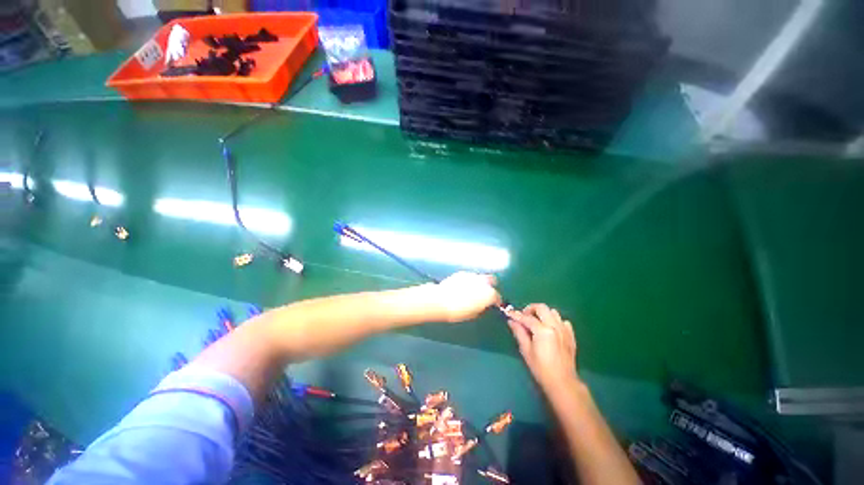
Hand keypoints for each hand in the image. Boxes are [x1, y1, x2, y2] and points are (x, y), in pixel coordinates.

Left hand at [432, 272, 500, 322]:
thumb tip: (483, 306)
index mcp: (489, 294)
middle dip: (490, 286)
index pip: (498, 297)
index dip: (496, 302)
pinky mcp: (462, 273)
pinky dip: (469, 281)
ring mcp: (472, 275)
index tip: (493, 305)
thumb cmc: (459, 311)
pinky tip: (463, 287)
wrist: (441, 301)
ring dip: (479, 283)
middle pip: (492, 281)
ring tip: (472, 291)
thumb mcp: (474, 314)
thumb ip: (482, 308)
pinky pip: (469, 276)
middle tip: (484, 294)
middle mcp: (483, 282)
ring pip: (480, 277)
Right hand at [507, 304, 578, 390]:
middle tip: (524, 316)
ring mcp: (564, 330)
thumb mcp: (526, 350)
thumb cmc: (541, 368)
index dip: (516, 315)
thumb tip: (511, 321)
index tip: (508, 313)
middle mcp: (555, 326)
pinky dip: (555, 321)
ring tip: (536, 322)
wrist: (562, 382)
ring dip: (543, 314)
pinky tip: (550, 329)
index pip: (527, 318)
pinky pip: (562, 321)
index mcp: (543, 330)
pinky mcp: (570, 335)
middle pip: (541, 308)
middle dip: (530, 309)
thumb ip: (519, 333)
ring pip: (553, 312)